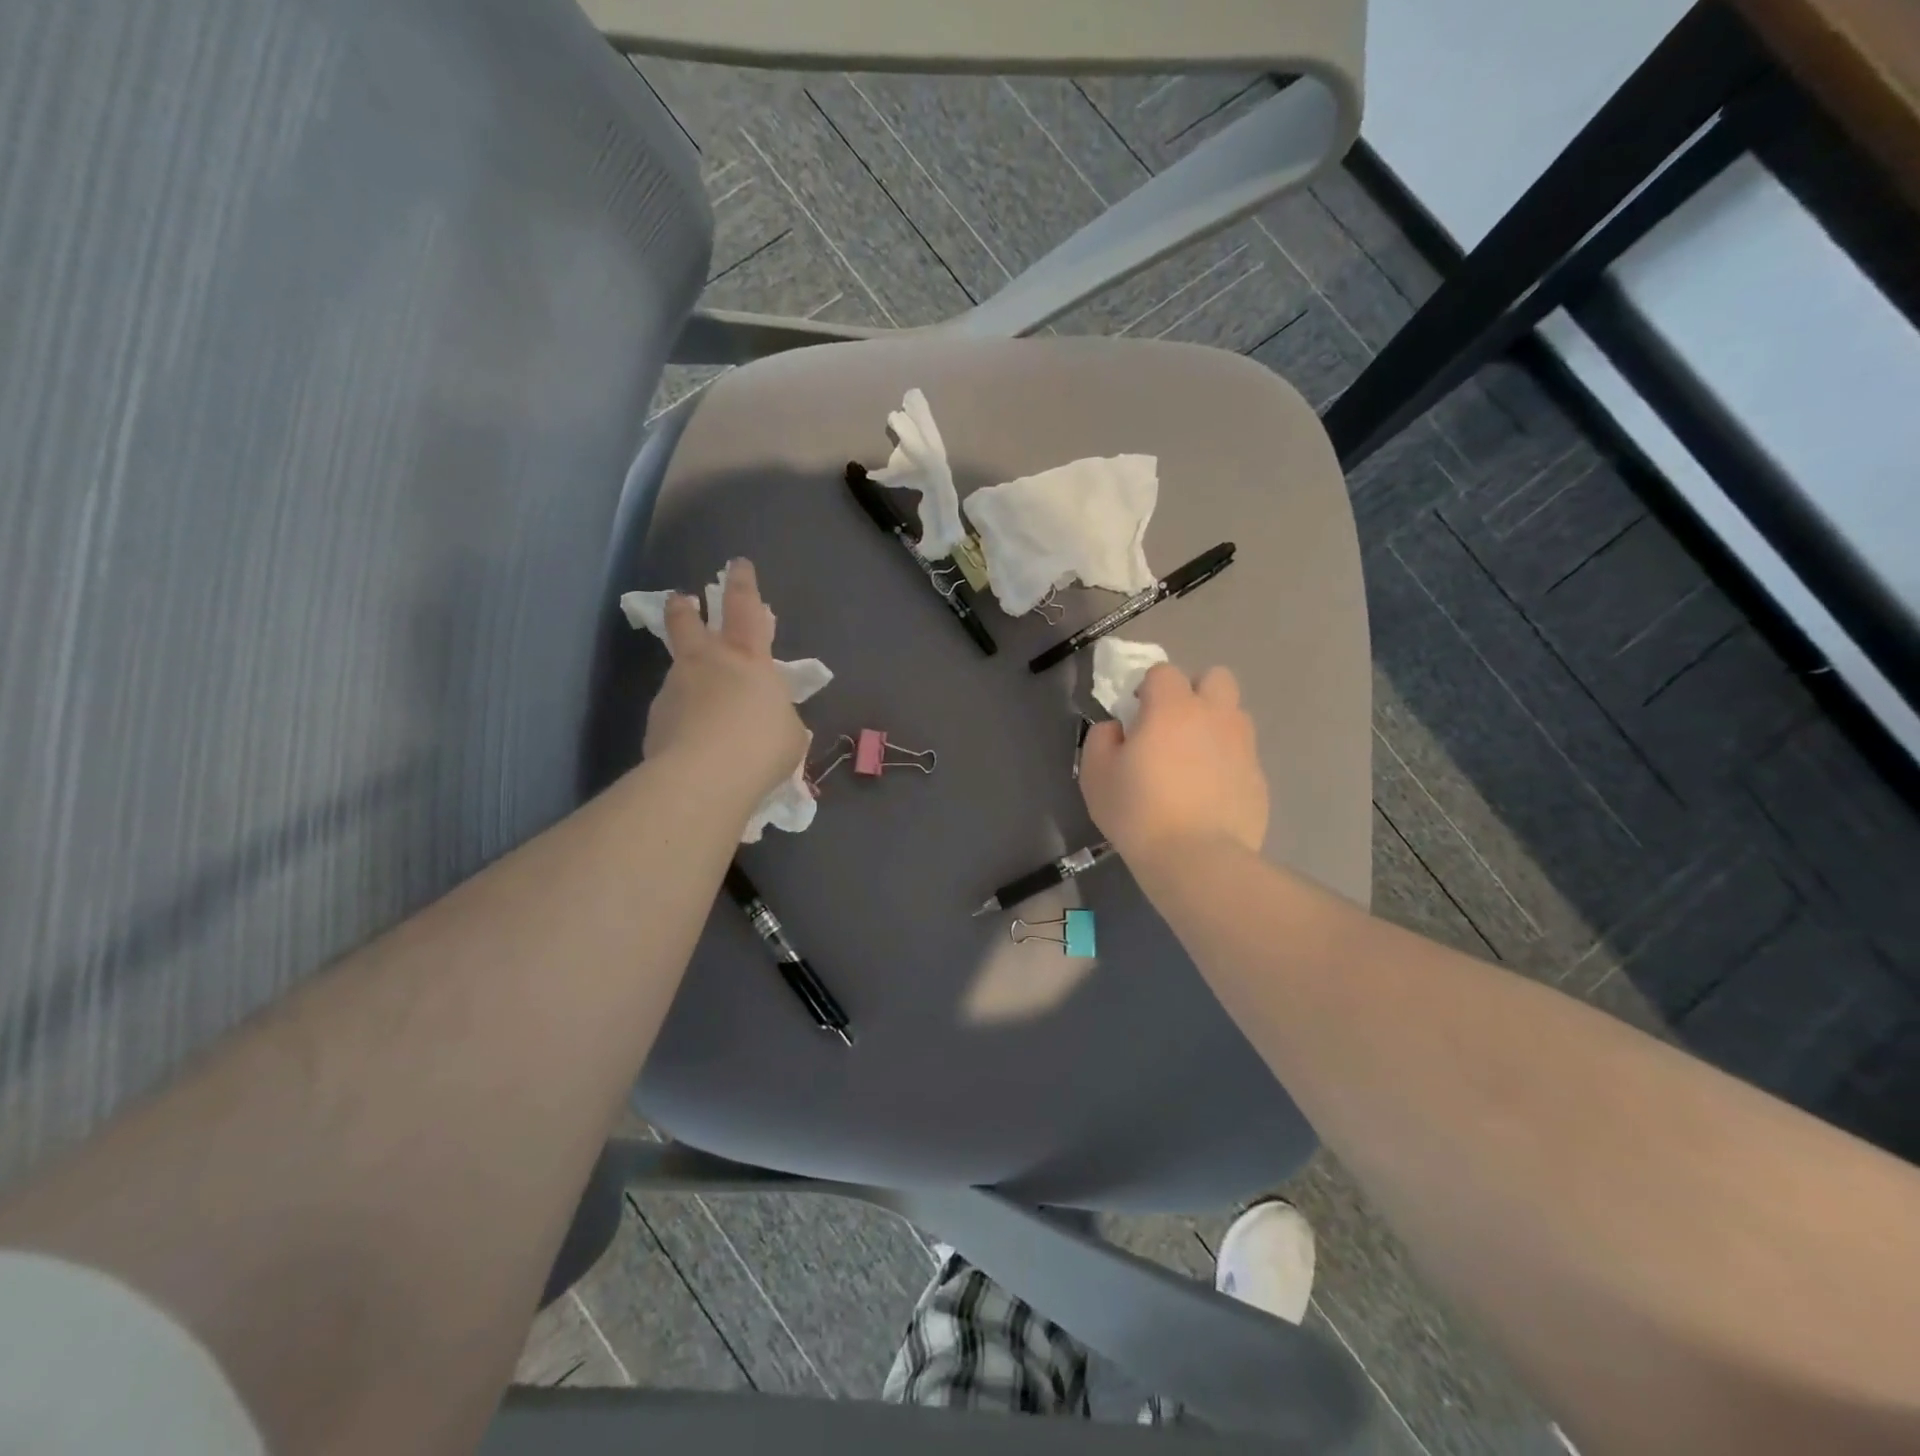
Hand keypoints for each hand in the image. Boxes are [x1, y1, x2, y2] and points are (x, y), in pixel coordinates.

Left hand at [643, 559, 807, 813]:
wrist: (705, 778)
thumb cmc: (762, 747)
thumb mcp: (789, 732)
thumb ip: (776, 715)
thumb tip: (763, 718)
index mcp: (748, 659)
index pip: (745, 608)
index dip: (743, 584)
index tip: (737, 564)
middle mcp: (706, 664)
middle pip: (688, 623)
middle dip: (685, 608)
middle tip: (682, 600)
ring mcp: (675, 690)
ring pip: (678, 671)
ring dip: (688, 678)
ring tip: (702, 708)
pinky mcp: (655, 721)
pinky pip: (673, 713)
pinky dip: (682, 720)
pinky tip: (693, 744)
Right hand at [1078, 664, 1267, 863]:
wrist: (1197, 859)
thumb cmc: (1138, 812)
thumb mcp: (1096, 774)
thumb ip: (1102, 738)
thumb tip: (1117, 728)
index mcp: (1173, 708)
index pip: (1163, 672)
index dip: (1147, 688)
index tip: (1135, 715)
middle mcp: (1215, 716)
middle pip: (1215, 678)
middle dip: (1194, 692)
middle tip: (1172, 727)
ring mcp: (1243, 747)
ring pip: (1234, 715)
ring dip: (1214, 726)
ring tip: (1193, 762)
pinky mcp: (1259, 779)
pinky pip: (1242, 756)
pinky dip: (1226, 765)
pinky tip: (1208, 796)